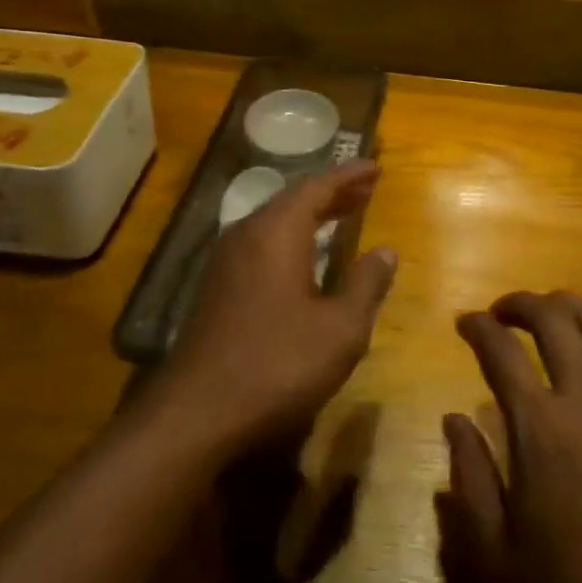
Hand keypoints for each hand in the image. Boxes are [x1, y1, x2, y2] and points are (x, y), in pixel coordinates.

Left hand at [159, 160, 396, 457]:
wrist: (196, 415)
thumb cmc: (277, 364)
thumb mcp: (340, 329)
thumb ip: (366, 284)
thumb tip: (386, 251)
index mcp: (277, 232)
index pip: (317, 187)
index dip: (349, 176)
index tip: (375, 168)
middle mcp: (247, 235)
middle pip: (293, 199)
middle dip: (332, 192)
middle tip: (366, 189)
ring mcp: (226, 261)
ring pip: (275, 221)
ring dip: (311, 214)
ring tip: (343, 214)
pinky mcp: (216, 287)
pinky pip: (261, 242)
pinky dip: (292, 236)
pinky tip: (306, 255)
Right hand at [444, 291, 581, 582]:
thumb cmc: (567, 581)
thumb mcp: (494, 545)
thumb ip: (468, 474)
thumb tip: (453, 418)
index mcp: (539, 426)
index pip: (500, 350)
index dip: (477, 327)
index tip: (464, 322)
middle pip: (552, 317)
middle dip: (520, 303)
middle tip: (501, 313)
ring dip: (565, 305)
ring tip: (546, 314)